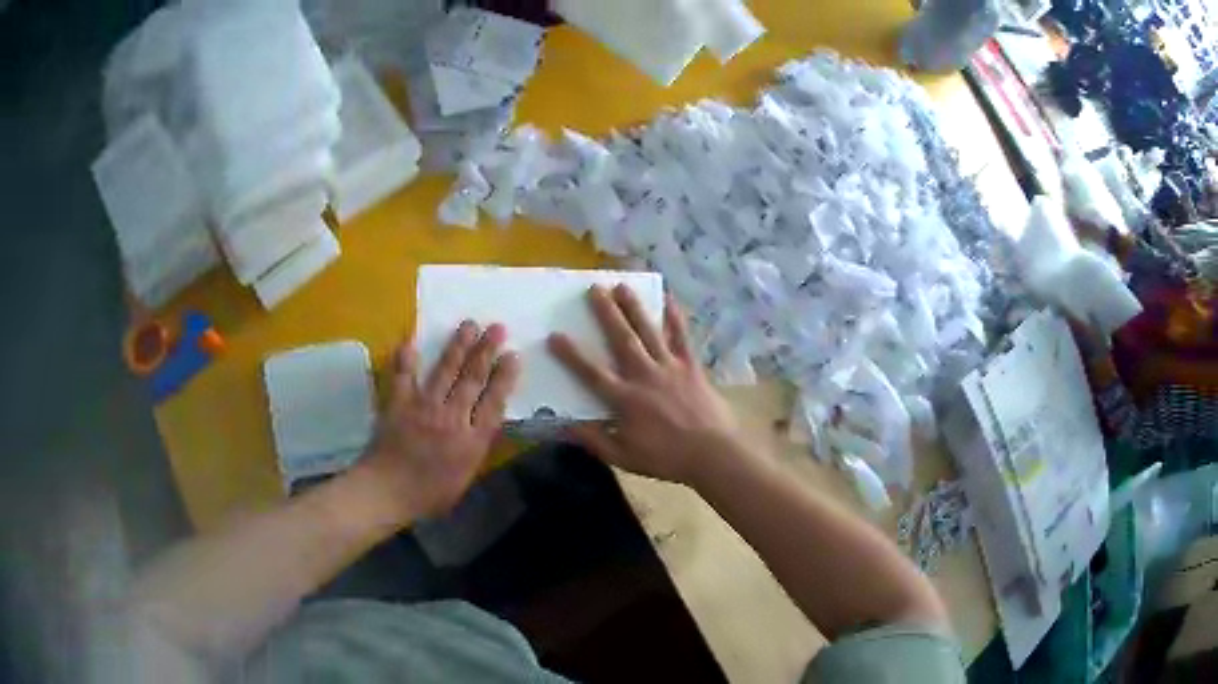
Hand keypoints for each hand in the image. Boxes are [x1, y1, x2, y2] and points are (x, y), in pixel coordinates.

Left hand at [358, 322, 519, 522]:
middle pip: (472, 379)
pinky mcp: (398, 403)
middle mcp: (451, 418)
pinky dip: (406, 358)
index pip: (494, 402)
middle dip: (486, 351)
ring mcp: (423, 407)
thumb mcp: (465, 478)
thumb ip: (476, 450)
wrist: (387, 493)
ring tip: (469, 324)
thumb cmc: (429, 495)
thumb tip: (484, 425)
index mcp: (472, 441)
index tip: (514, 355)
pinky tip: (411, 341)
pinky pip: (403, 375)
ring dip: (458, 346)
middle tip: (497, 327)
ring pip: (445, 370)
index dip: (505, 377)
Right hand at [548, 284, 742, 484]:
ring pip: (649, 332)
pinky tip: (669, 299)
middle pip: (621, 340)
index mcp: (625, 399)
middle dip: (606, 313)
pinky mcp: (691, 367)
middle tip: (594, 288)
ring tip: (622, 285)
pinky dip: (675, 318)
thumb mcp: (625, 457)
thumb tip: (564, 427)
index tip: (555, 335)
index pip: (592, 373)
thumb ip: (595, 441)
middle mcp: (645, 376)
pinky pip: (682, 337)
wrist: (713, 454)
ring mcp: (670, 367)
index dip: (571, 355)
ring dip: (635, 308)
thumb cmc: (667, 458)